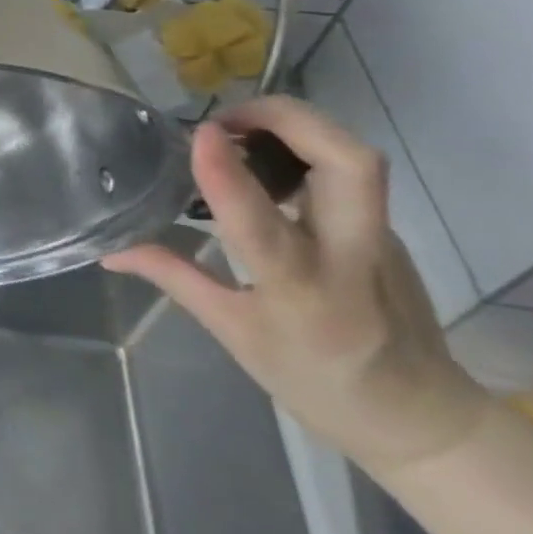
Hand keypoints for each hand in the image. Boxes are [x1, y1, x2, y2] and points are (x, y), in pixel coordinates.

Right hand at [103, 96, 490, 476]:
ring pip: (355, 159)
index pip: (262, 224)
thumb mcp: (234, 334)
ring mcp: (380, 240)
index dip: (228, 172)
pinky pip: (347, 171)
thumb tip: (112, 252)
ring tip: (239, 126)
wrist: (421, 417)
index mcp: (302, 293)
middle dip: (290, 120)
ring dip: (297, 125)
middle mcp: (350, 258)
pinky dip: (303, 146)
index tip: (200, 133)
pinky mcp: (387, 229)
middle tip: (229, 116)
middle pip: (349, 164)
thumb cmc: (316, 381)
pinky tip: (264, 156)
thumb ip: (174, 278)